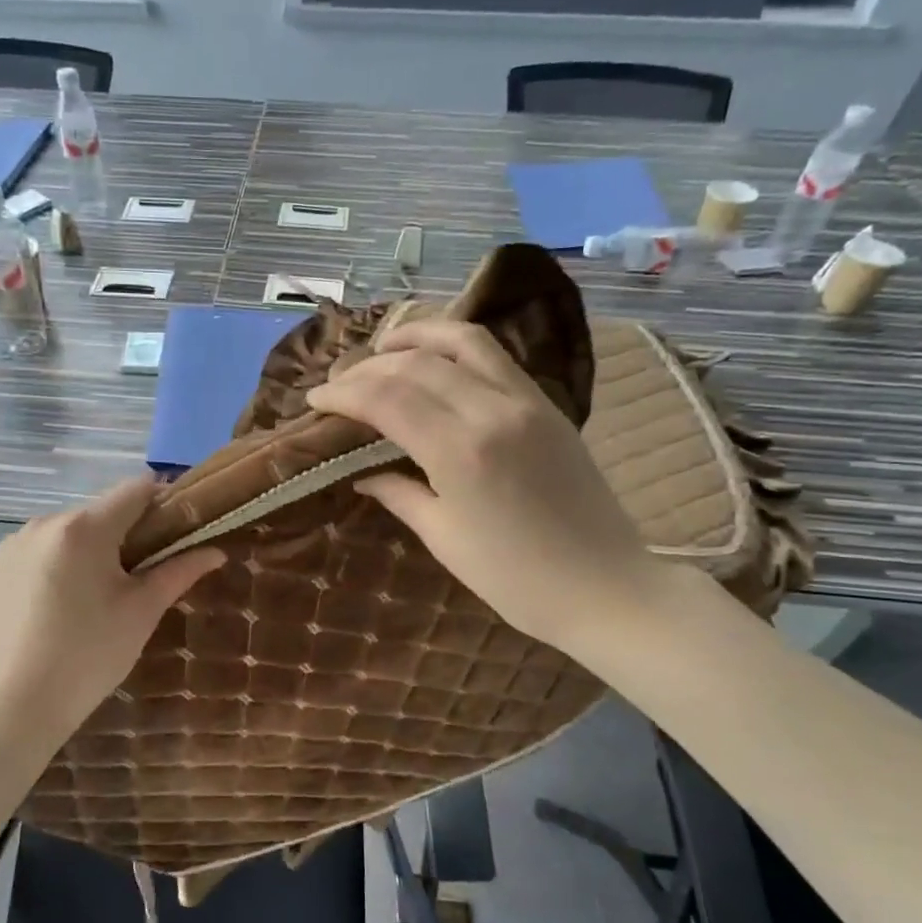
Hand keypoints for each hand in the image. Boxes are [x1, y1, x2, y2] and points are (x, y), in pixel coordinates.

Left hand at [0, 478, 223, 740]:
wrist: (18, 704)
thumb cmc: (91, 655)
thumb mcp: (142, 611)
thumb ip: (179, 571)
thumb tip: (216, 550)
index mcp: (84, 528)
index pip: (134, 489)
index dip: (161, 502)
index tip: (174, 532)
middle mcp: (44, 522)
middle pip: (99, 511)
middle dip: (124, 533)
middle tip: (138, 576)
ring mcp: (13, 543)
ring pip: (67, 531)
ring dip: (88, 548)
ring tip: (94, 595)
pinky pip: (38, 549)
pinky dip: (56, 563)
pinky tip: (57, 603)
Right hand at [307, 320, 660, 647]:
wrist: (606, 586)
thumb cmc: (516, 579)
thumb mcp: (445, 538)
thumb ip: (400, 493)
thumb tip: (362, 472)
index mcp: (460, 451)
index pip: (386, 397)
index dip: (343, 393)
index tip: (315, 401)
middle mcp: (491, 411)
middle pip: (415, 364)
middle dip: (367, 367)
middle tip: (339, 384)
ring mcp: (526, 401)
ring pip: (462, 341)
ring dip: (415, 336)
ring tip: (384, 347)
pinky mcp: (548, 404)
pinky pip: (495, 356)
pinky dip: (456, 346)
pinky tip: (435, 358)